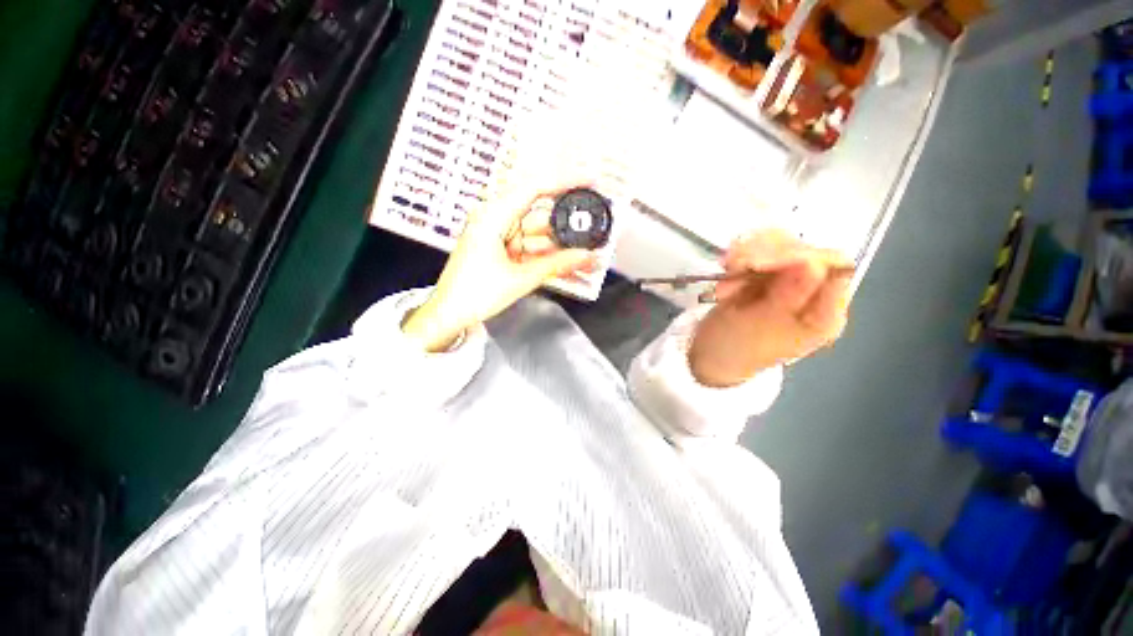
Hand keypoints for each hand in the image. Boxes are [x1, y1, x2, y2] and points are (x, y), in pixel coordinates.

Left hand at [402, 178, 597, 351]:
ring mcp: (501, 237)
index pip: (534, 188)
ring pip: (539, 237)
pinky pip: (532, 250)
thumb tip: (588, 256)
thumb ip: (556, 265)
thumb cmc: (477, 293)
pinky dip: (549, 258)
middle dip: (569, 228)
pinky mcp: (503, 252)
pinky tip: (570, 267)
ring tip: (589, 257)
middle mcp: (497, 221)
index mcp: (494, 217)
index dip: (564, 183)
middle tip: (595, 232)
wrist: (450, 315)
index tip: (590, 182)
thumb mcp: (521, 278)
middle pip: (541, 216)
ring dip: (562, 248)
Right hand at [689, 230, 853, 386]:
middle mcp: (811, 292)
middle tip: (734, 265)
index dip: (799, 255)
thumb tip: (814, 263)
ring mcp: (787, 280)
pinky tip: (726, 269)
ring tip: (727, 271)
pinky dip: (739, 255)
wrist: (710, 353)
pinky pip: (759, 248)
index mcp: (823, 312)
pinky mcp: (765, 274)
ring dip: (748, 252)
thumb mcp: (760, 327)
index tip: (758, 262)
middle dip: (765, 253)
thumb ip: (788, 296)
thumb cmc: (736, 349)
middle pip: (804, 249)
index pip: (833, 266)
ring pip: (780, 244)